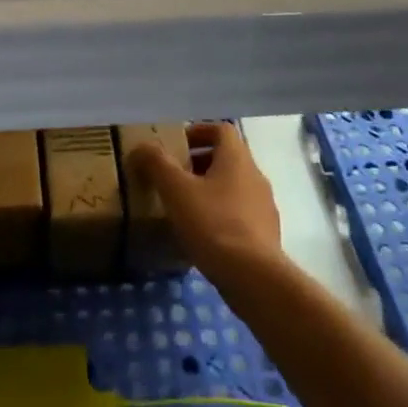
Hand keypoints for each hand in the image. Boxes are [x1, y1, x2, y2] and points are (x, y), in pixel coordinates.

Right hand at [128, 122, 283, 281]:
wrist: (254, 276)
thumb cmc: (213, 223)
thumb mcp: (176, 190)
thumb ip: (157, 164)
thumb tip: (141, 147)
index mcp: (237, 159)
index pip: (222, 130)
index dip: (198, 132)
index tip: (176, 145)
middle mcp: (255, 176)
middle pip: (227, 158)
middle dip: (198, 163)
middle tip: (172, 177)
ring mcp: (264, 207)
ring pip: (234, 187)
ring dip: (209, 190)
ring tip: (184, 207)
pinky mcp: (266, 235)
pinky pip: (240, 214)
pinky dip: (220, 215)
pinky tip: (202, 235)